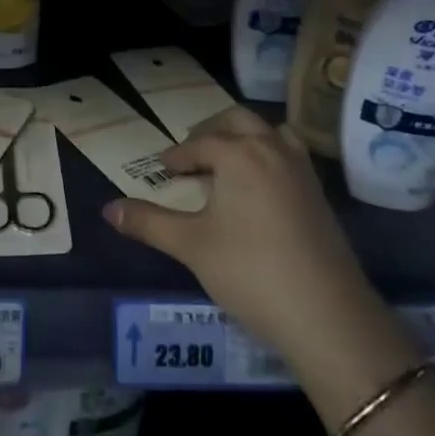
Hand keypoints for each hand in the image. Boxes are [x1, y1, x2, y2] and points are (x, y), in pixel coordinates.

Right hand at [104, 107, 392, 392]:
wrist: (327, 315)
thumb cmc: (250, 272)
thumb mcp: (191, 246)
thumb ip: (148, 223)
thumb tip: (108, 210)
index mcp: (239, 153)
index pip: (200, 143)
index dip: (178, 155)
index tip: (163, 169)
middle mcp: (272, 149)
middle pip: (238, 120)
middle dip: (211, 131)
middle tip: (191, 153)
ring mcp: (302, 170)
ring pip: (270, 132)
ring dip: (245, 137)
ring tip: (227, 161)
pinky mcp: (320, 194)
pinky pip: (289, 154)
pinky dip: (269, 154)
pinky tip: (259, 188)